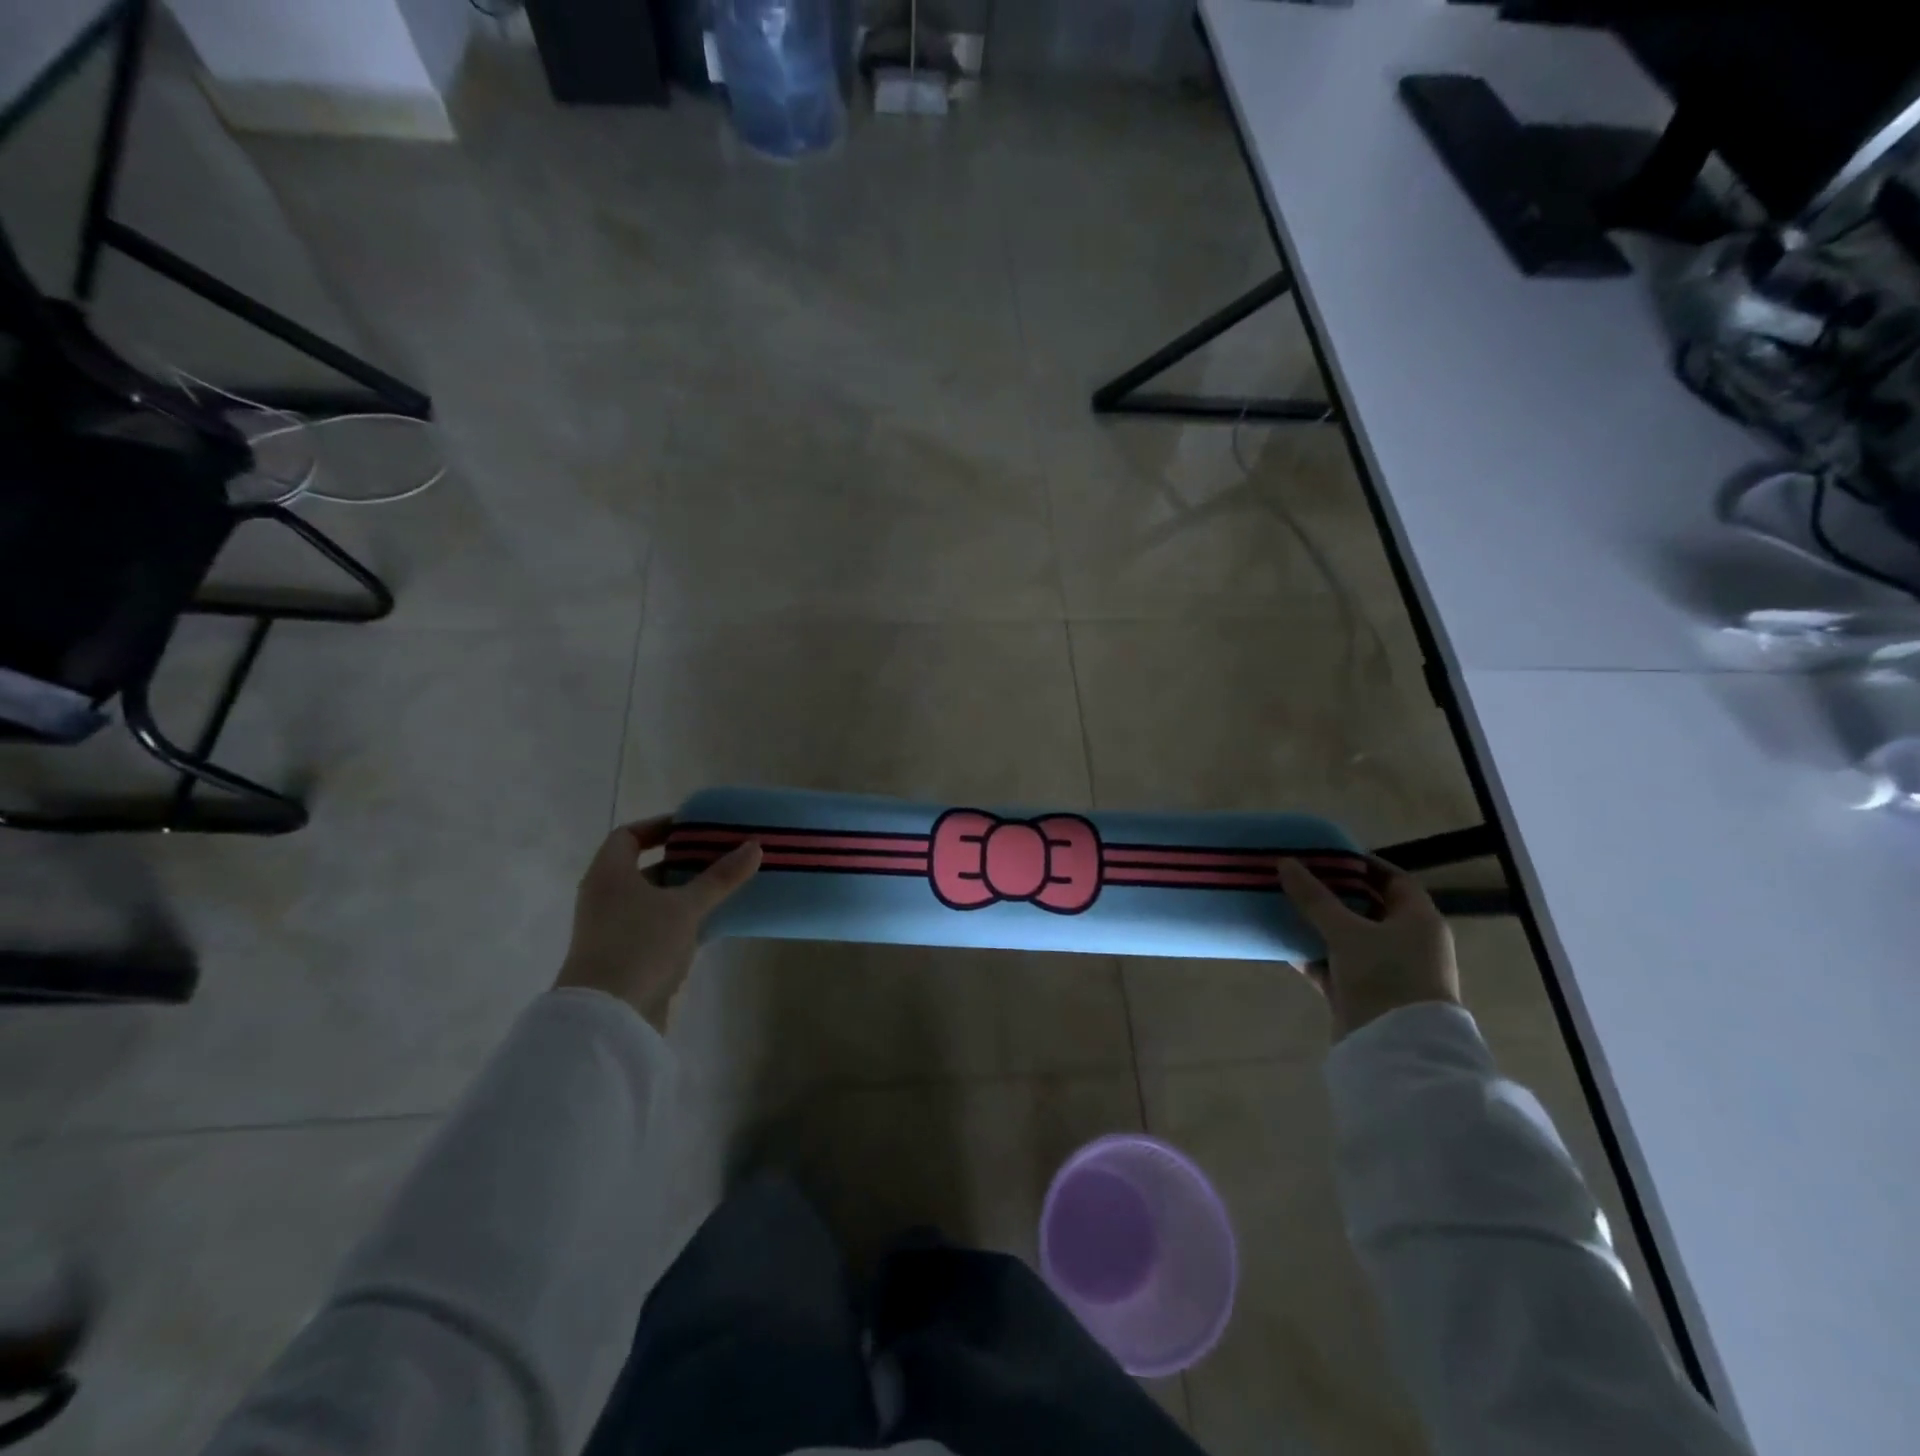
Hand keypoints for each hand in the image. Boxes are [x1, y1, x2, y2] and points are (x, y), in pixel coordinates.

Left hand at [554, 818, 761, 1033]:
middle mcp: (606, 897)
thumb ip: (720, 877)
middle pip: (645, 868)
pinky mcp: (628, 957)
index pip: (628, 836)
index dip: (659, 827)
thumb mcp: (686, 906)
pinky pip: (659, 926)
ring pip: (654, 900)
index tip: (693, 828)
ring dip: (686, 892)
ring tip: (725, 885)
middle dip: (682, 860)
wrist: (608, 1017)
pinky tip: (716, 921)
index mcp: (609, 875)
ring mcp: (615, 929)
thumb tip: (754, 846)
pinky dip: (684, 919)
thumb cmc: (640, 944)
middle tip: (719, 854)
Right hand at [1276, 857, 1460, 1039]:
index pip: (1392, 879)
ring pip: (1348, 936)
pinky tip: (1284, 943)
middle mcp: (1407, 941)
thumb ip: (1314, 898)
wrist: (1396, 1050)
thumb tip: (1285, 863)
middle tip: (1298, 876)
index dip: (1361, 864)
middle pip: (1367, 906)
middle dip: (1333, 892)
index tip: (1326, 855)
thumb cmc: (1384, 977)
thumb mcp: (1346, 932)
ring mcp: (1386, 969)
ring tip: (1285, 904)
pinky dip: (1313, 953)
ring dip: (1319, 923)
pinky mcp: (1365, 992)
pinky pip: (1336, 963)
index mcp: (1418, 920)